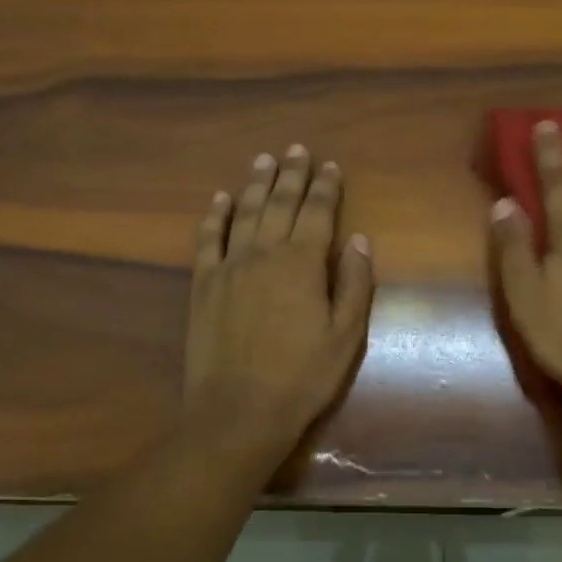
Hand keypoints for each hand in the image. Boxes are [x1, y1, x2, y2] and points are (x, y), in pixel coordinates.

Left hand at [185, 145, 374, 460]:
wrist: (237, 412)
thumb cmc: (301, 377)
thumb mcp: (346, 336)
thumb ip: (354, 283)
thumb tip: (358, 239)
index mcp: (303, 263)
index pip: (318, 212)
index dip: (326, 187)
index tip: (330, 165)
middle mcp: (265, 253)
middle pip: (280, 203)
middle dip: (291, 174)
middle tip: (296, 148)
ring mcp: (229, 266)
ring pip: (245, 212)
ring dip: (255, 183)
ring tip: (263, 159)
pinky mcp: (203, 284)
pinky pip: (208, 239)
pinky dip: (215, 215)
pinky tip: (220, 198)